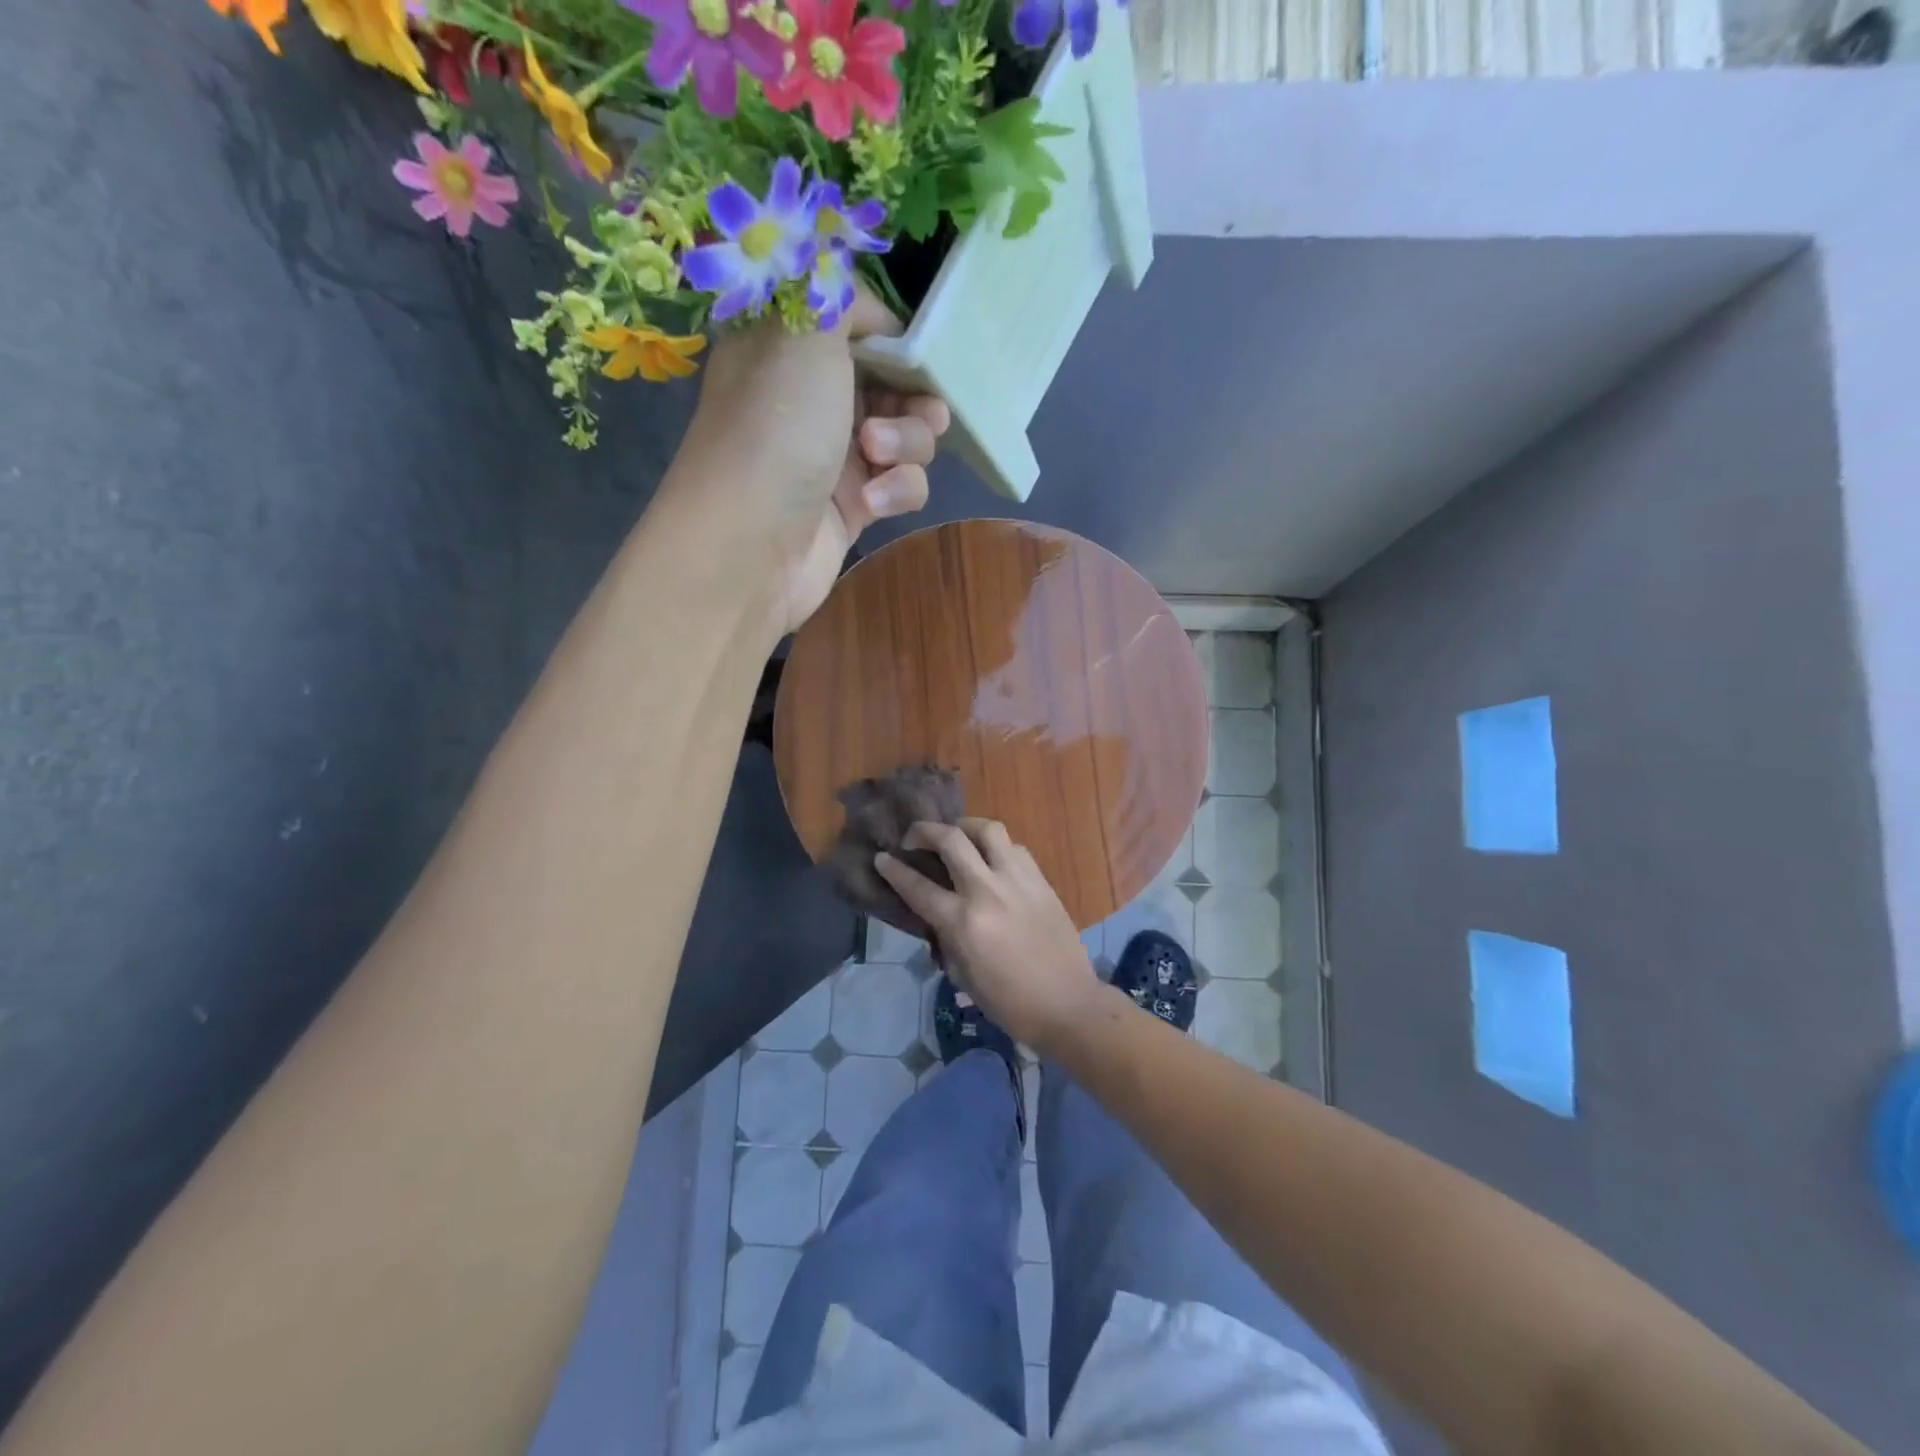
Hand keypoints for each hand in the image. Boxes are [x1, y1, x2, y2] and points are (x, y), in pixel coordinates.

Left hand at [671, 288, 949, 635]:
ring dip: (908, 444)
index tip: (911, 349)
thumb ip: (837, 295)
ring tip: (877, 458)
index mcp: (788, 350)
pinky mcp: (853, 506)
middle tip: (921, 411)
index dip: (890, 335)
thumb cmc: (776, 430)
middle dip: (914, 396)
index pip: (855, 325)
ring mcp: (834, 455)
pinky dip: (898, 490)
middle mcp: (810, 399)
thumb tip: (864, 305)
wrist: (751, 546)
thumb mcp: (804, 334)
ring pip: (905, 435)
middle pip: (892, 382)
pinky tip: (874, 504)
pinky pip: (900, 485)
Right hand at [875, 818, 1101, 1053]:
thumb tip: (937, 913)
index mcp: (963, 922)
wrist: (1068, 1004)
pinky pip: (1014, 847)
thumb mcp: (964, 975)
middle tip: (914, 837)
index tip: (882, 857)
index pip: (918, 886)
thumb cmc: (1010, 1002)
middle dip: (925, 831)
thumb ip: (947, 936)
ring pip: (988, 830)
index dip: (895, 869)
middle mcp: (987, 891)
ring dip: (965, 826)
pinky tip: (992, 859)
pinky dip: (996, 846)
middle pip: (951, 840)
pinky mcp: (1041, 880)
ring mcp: (1018, 880)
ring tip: (956, 835)